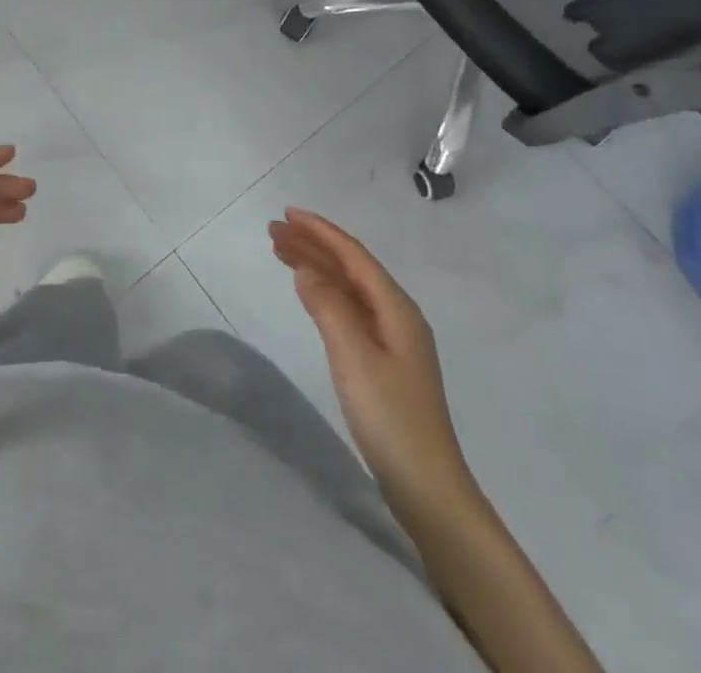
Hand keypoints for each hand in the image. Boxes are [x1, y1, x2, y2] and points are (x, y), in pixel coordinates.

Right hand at [269, 208, 472, 511]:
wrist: (427, 486)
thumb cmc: (389, 416)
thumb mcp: (353, 356)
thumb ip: (328, 306)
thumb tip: (306, 268)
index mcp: (396, 307)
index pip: (353, 255)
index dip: (320, 231)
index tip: (286, 214)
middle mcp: (397, 315)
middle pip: (350, 267)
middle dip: (312, 245)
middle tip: (272, 232)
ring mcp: (393, 340)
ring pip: (348, 288)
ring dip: (316, 267)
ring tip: (280, 253)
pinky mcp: (384, 361)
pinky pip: (349, 309)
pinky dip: (325, 293)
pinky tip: (310, 293)